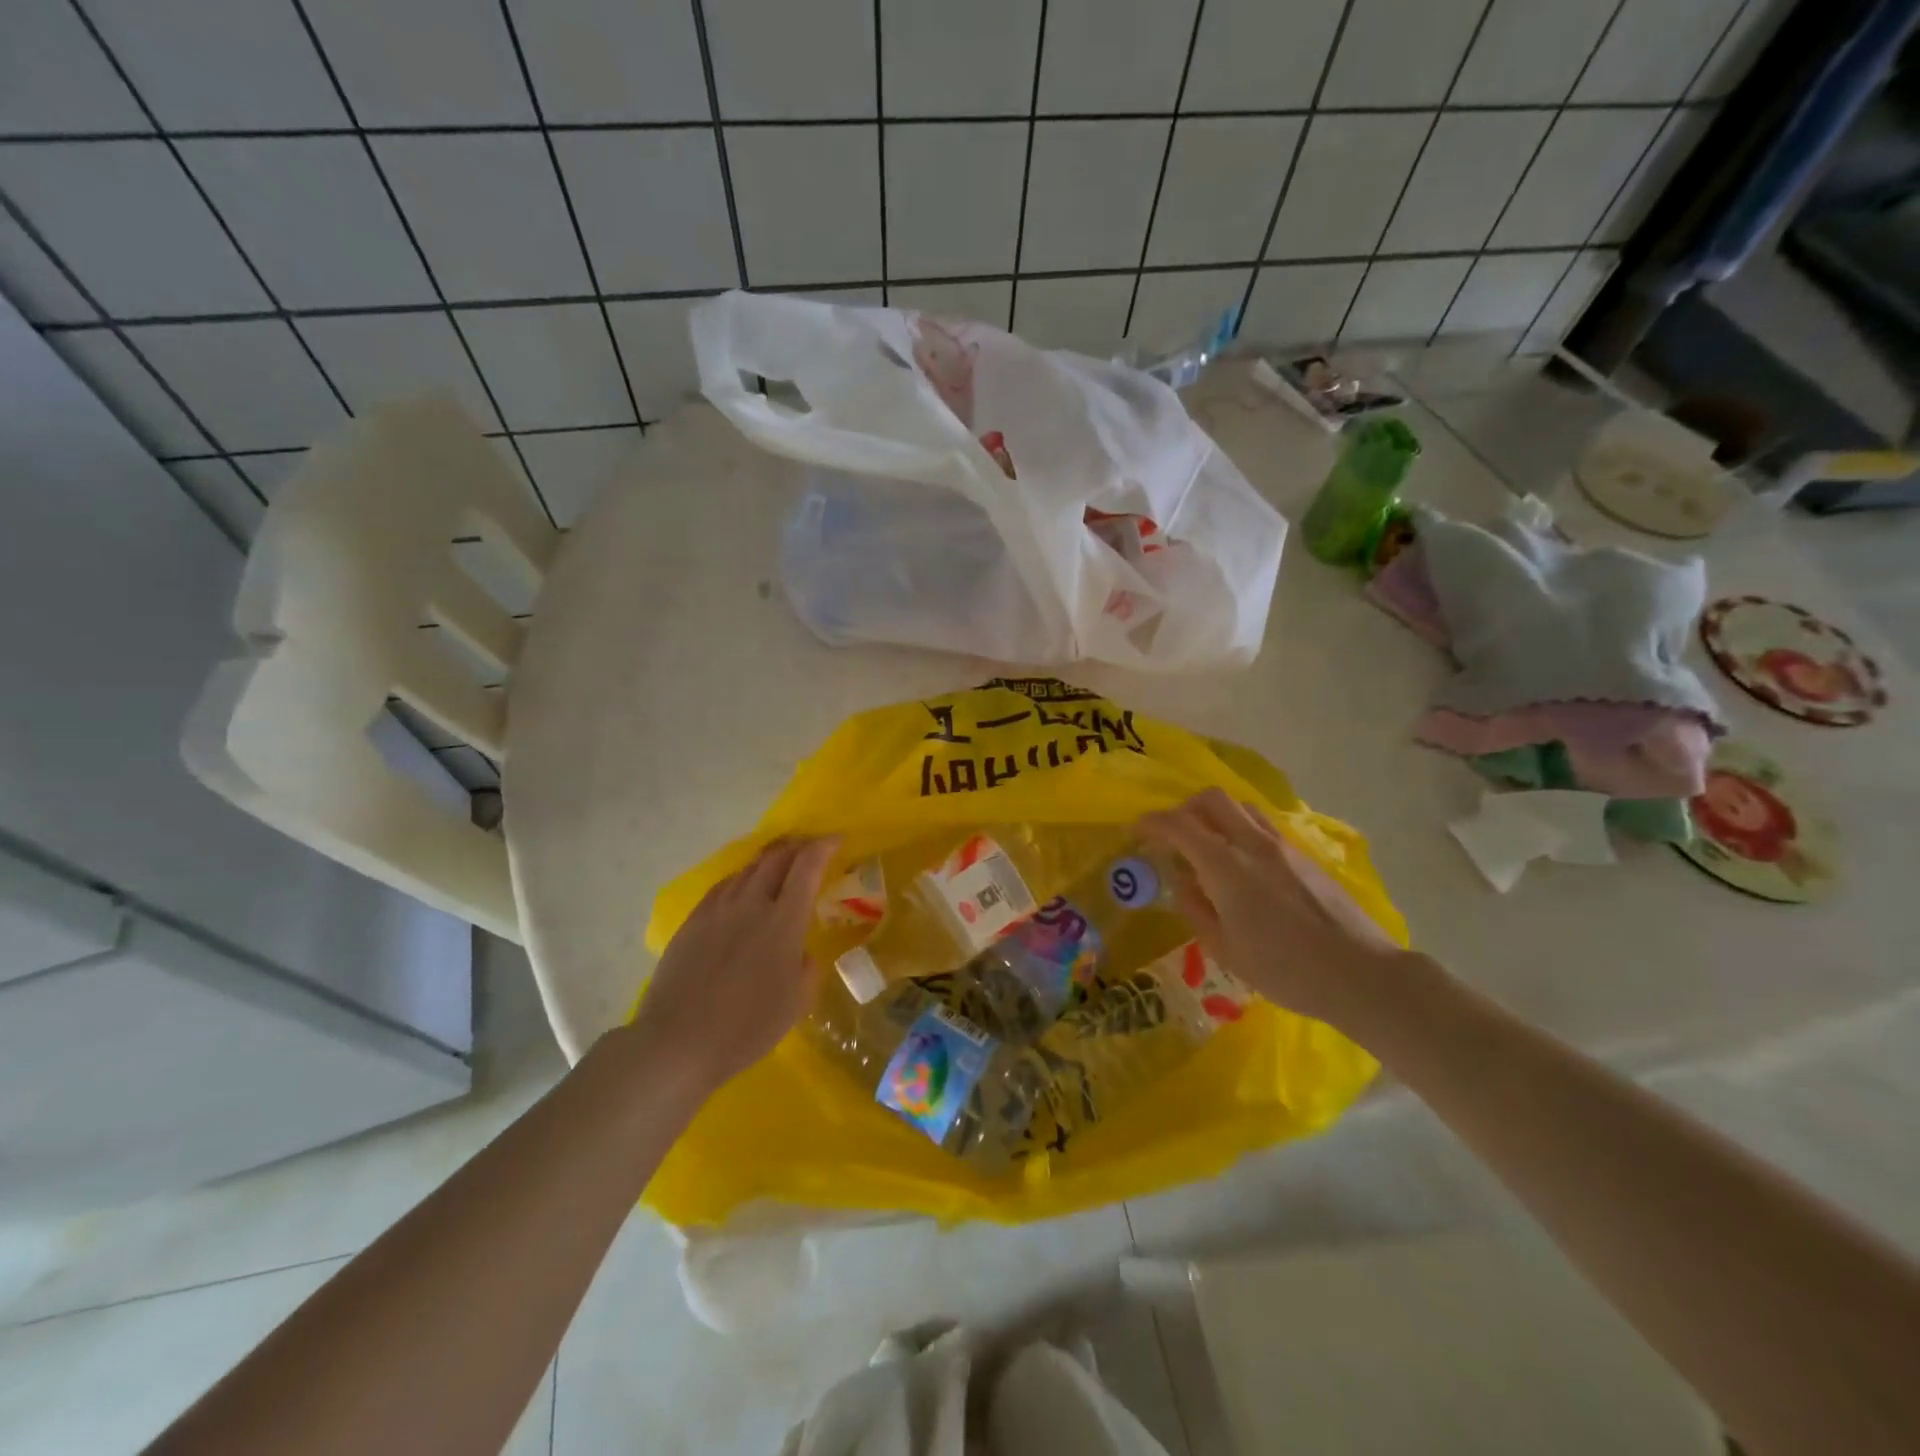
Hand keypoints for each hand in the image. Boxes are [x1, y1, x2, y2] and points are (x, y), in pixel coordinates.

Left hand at [631, 838, 837, 1098]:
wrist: (678, 1042)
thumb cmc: (747, 1027)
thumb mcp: (797, 1002)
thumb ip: (806, 967)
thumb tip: (800, 952)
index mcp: (783, 921)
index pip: (807, 867)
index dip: (824, 847)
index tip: (837, 839)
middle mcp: (751, 904)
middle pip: (776, 858)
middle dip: (797, 845)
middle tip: (811, 847)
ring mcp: (718, 909)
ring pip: (748, 868)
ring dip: (769, 859)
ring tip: (780, 863)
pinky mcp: (693, 921)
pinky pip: (724, 886)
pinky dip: (742, 878)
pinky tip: (742, 888)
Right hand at [1140, 789, 1403, 1029]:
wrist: (1362, 975)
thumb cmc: (1286, 970)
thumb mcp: (1226, 950)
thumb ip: (1196, 910)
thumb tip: (1183, 883)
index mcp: (1227, 867)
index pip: (1180, 825)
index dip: (1152, 822)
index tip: (1136, 831)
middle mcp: (1253, 844)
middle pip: (1212, 799)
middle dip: (1184, 808)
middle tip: (1172, 834)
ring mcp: (1283, 846)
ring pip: (1241, 807)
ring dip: (1215, 815)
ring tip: (1206, 845)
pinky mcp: (1304, 856)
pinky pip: (1261, 826)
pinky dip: (1239, 829)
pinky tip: (1240, 865)